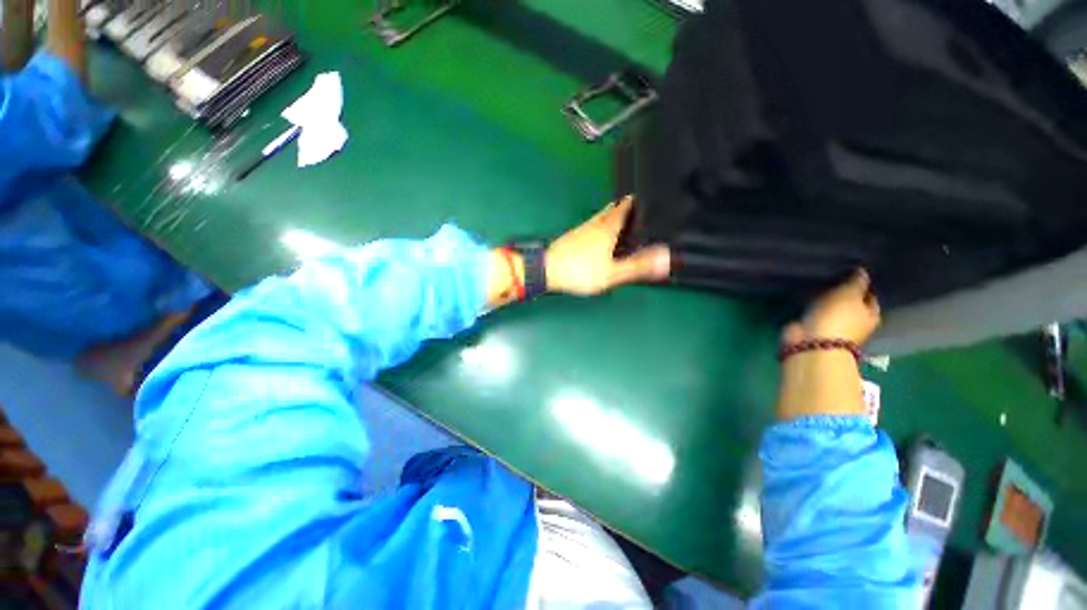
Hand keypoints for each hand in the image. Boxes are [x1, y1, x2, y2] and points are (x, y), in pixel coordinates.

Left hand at [546, 196, 670, 295]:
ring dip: (614, 218)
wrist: (547, 271)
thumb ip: (638, 266)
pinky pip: (592, 226)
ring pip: (601, 217)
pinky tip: (603, 241)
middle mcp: (595, 223)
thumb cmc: (580, 271)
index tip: (649, 199)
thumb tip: (666, 257)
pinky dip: (602, 227)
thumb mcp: (612, 273)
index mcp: (607, 227)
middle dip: (626, 208)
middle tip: (640, 215)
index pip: (625, 205)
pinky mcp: (573, 237)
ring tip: (626, 228)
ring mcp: (582, 229)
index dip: (638, 200)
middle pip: (613, 208)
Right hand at [783, 269, 880, 346]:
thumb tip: (863, 271)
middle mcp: (854, 322)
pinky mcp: (811, 328)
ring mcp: (831, 326)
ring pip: (830, 308)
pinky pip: (813, 312)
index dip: (864, 286)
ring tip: (817, 283)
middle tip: (833, 276)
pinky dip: (810, 305)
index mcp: (870, 315)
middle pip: (850, 304)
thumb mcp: (850, 294)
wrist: (811, 342)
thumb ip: (856, 282)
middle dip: (843, 293)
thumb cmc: (838, 318)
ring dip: (824, 300)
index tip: (853, 272)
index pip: (871, 297)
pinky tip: (804, 295)